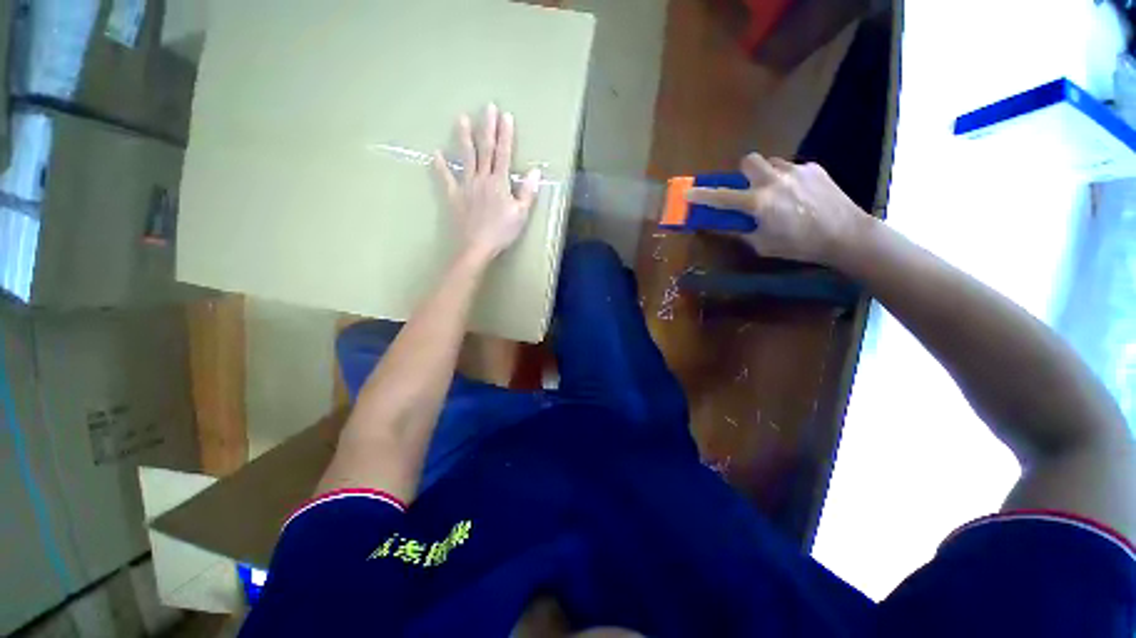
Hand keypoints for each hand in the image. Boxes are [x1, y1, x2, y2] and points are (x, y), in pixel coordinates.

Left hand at [433, 104, 541, 263]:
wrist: (476, 247)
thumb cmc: (501, 232)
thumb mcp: (521, 215)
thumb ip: (527, 193)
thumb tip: (535, 172)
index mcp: (500, 183)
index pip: (504, 154)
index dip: (506, 135)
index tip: (506, 116)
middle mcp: (482, 179)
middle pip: (485, 150)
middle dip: (487, 128)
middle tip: (487, 107)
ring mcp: (466, 186)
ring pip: (466, 158)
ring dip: (464, 138)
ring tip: (461, 119)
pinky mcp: (454, 196)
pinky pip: (446, 179)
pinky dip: (440, 166)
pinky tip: (435, 154)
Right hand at [687, 153, 866, 264]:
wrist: (846, 235)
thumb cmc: (800, 246)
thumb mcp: (763, 245)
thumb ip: (742, 231)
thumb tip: (725, 224)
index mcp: (759, 203)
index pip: (722, 197)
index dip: (702, 195)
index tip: (688, 193)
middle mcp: (774, 181)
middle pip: (748, 161)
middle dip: (743, 173)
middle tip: (749, 189)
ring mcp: (796, 170)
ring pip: (771, 162)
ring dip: (766, 175)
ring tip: (778, 193)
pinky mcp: (814, 168)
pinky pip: (791, 167)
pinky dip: (787, 179)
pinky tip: (799, 195)